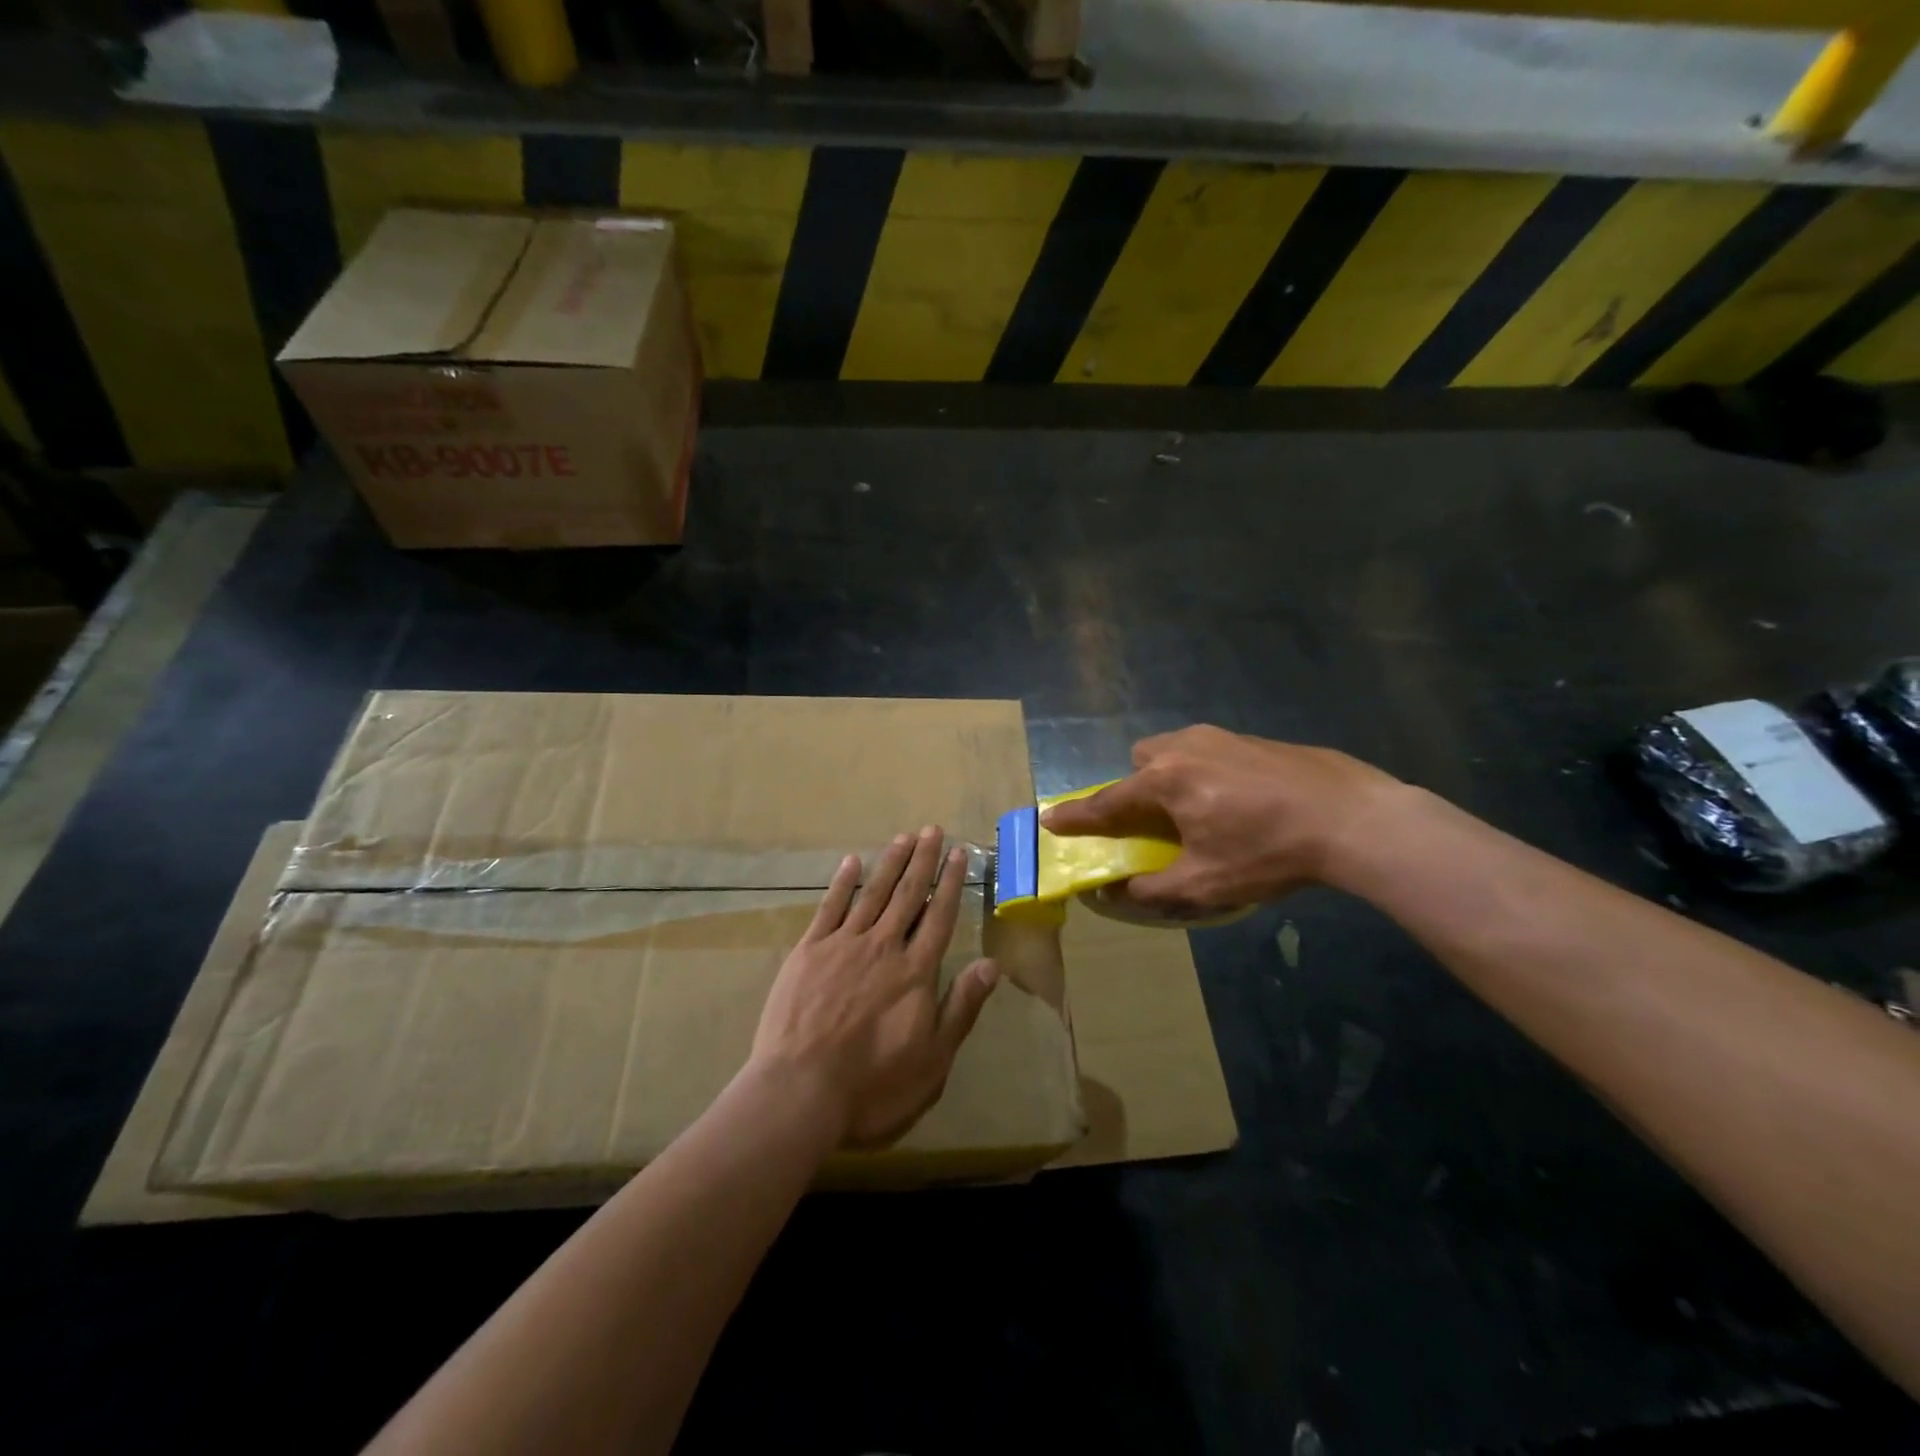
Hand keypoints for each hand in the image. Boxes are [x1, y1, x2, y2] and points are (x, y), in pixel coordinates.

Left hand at [749, 827, 1000, 1148]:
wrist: (800, 1093)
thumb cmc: (874, 1086)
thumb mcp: (933, 1060)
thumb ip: (961, 1007)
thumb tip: (991, 964)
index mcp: (915, 972)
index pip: (939, 917)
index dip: (950, 884)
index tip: (958, 854)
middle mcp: (883, 947)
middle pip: (908, 895)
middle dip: (923, 861)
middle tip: (932, 830)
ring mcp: (843, 945)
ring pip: (873, 894)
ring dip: (890, 863)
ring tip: (903, 837)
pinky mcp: (808, 952)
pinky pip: (830, 908)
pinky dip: (842, 883)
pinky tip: (851, 862)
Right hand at [1041, 726, 1404, 914]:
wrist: (1352, 818)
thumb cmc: (1268, 852)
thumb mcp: (1205, 883)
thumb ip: (1153, 889)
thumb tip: (1116, 891)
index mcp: (1165, 781)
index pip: (1107, 802)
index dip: (1077, 816)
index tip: (1051, 819)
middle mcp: (1185, 747)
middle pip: (1142, 761)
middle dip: (1138, 787)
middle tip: (1158, 820)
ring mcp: (1223, 737)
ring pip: (1177, 749)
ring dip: (1173, 776)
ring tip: (1202, 810)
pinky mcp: (1255, 738)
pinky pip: (1212, 750)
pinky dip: (1208, 772)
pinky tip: (1243, 800)